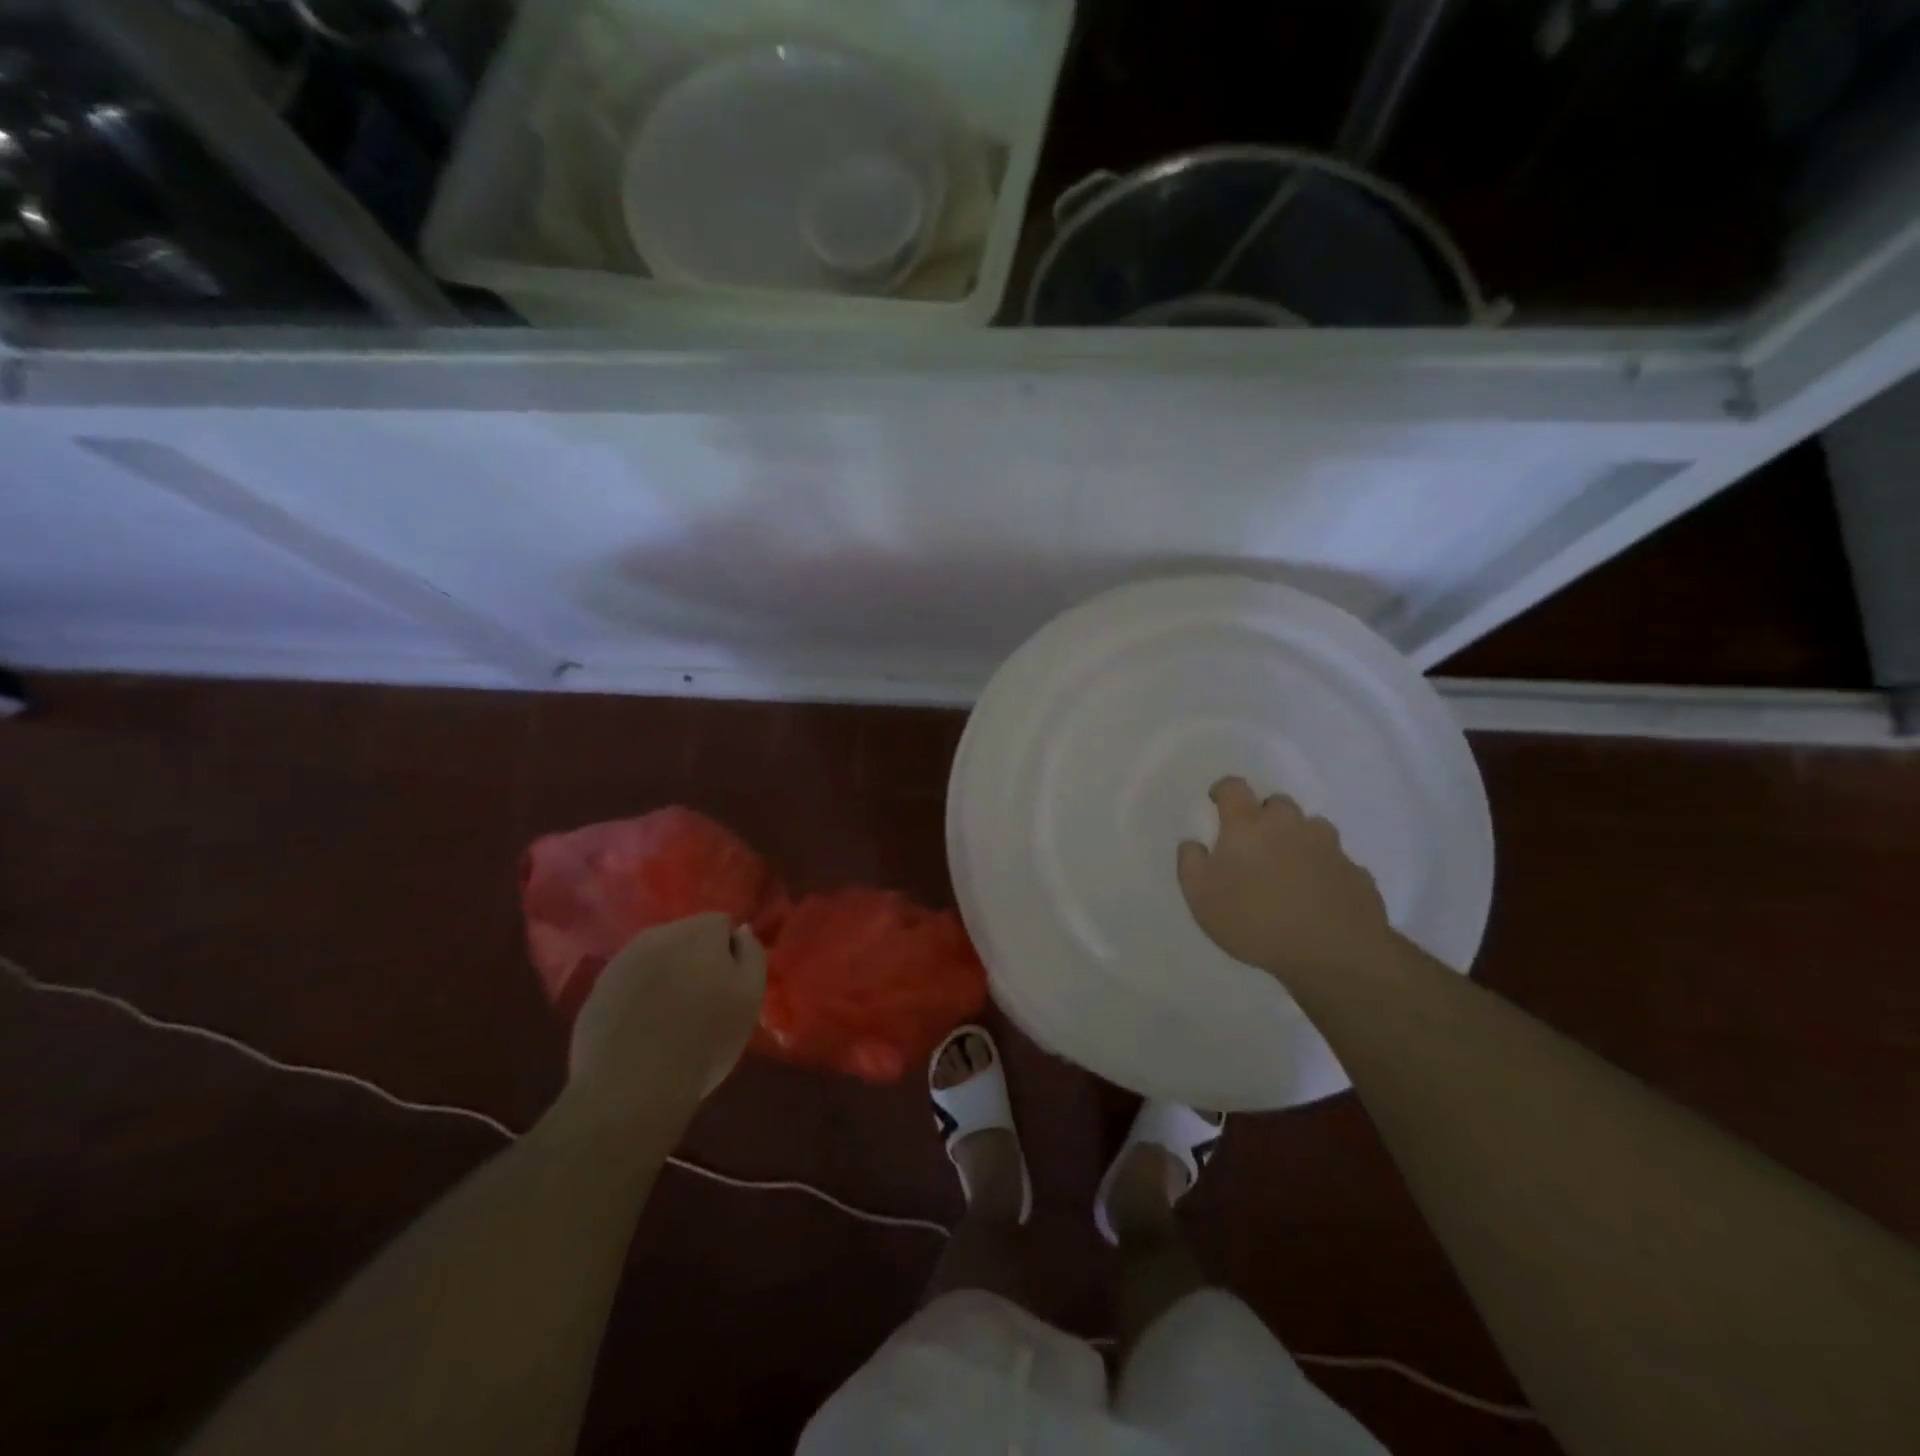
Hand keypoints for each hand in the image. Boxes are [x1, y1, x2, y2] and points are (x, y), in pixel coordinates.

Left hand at [566, 913, 766, 1123]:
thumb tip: (740, 931)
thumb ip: (752, 954)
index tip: (730, 985)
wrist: (630, 1089)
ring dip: (667, 975)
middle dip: (697, 959)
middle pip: (687, 936)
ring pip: (656, 957)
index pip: (722, 924)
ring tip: (672, 1017)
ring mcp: (621, 961)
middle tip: (704, 1001)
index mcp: (698, 931)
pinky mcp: (597, 990)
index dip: (730, 952)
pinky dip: (639, 996)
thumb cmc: (705, 1041)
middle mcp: (657, 934)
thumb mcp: (750, 997)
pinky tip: (643, 1029)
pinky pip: (629, 983)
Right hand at [1177, 777, 1393, 985]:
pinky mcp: (1355, 871)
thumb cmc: (1255, 920)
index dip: (1223, 790)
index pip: (1234, 788)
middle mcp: (1289, 825)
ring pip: (1311, 828)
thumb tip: (1193, 843)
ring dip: (1298, 839)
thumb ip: (1191, 864)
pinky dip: (1324, 868)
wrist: (1333, 953)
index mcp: (1248, 825)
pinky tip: (1318, 894)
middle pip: (1277, 803)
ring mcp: (1328, 846)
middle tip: (1255, 843)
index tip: (1217, 801)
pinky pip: (1335, 860)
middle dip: (1265, 815)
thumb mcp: (1201, 897)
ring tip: (1290, 868)